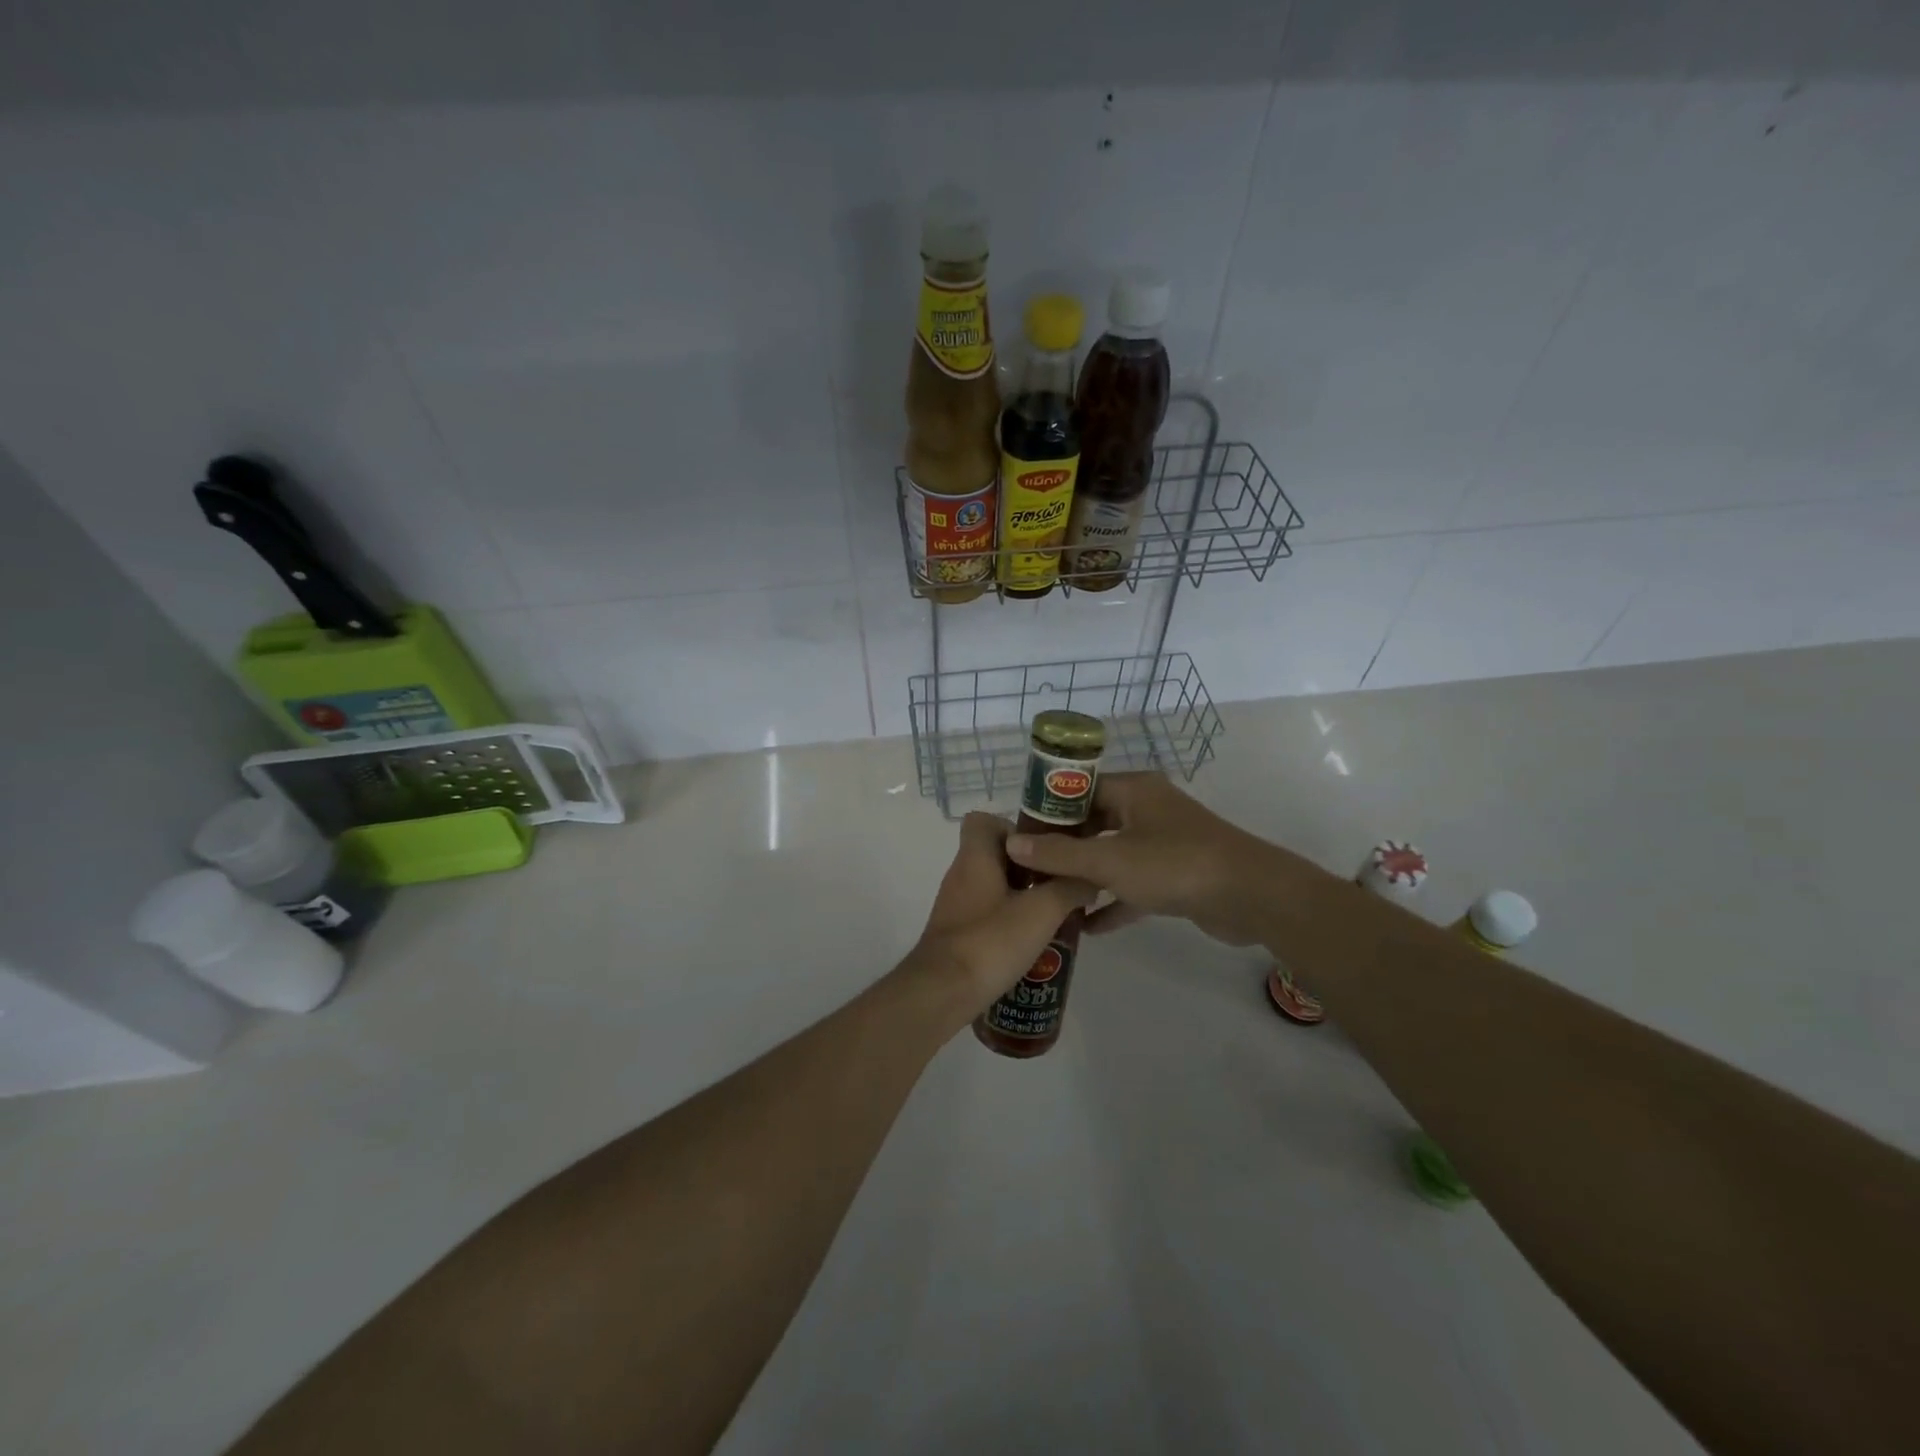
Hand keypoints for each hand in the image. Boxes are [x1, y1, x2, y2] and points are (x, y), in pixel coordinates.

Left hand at [906, 812, 1094, 1020]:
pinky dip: (1008, 920)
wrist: (942, 992)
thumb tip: (1090, 878)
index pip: (984, 820)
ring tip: (1053, 915)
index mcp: (974, 857)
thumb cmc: (990, 941)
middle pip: (994, 855)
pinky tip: (1031, 942)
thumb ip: (1069, 889)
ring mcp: (956, 905)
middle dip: (1029, 867)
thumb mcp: (1042, 911)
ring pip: (993, 886)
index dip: (1014, 828)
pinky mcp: (957, 933)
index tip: (1043, 850)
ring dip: (1021, 896)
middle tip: (1058, 885)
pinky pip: (986, 913)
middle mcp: (960, 875)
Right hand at [1005, 772, 1325, 946]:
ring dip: (1085, 877)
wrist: (1252, 896)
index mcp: (1133, 790)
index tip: (1018, 834)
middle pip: (1094, 823)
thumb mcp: (1109, 860)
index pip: (1079, 790)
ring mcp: (1164, 842)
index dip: (1047, 810)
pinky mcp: (1176, 875)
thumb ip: (1059, 855)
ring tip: (1049, 898)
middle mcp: (1147, 809)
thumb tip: (1012, 845)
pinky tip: (1087, 928)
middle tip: (1028, 870)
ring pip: (1113, 855)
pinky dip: (1113, 901)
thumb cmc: (1175, 864)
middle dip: (1063, 848)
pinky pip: (1134, 884)